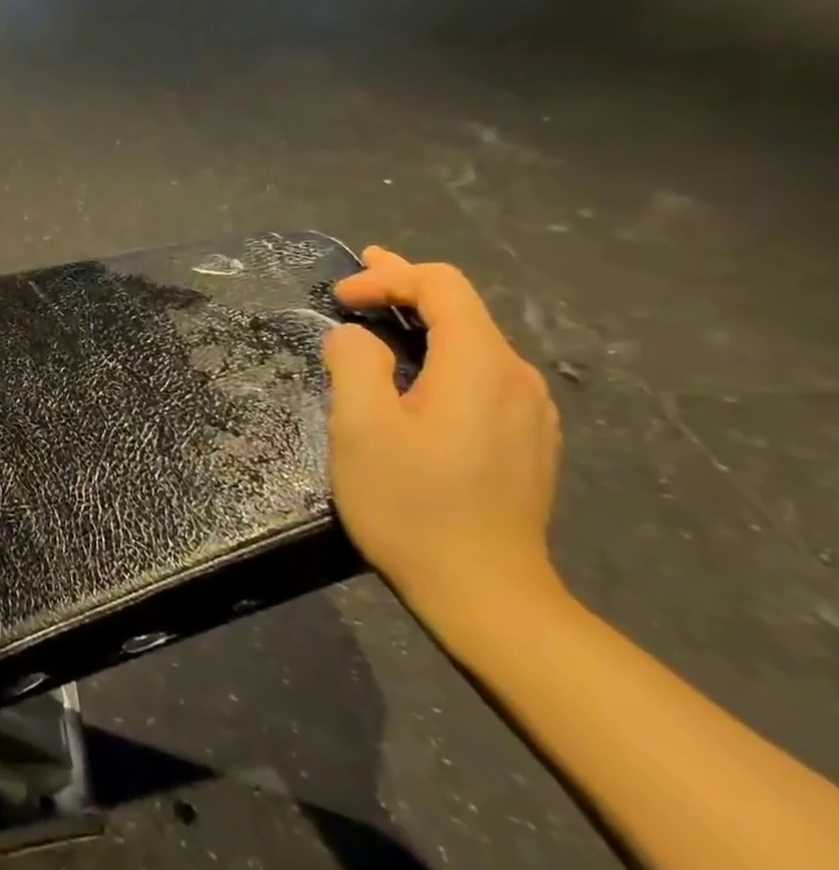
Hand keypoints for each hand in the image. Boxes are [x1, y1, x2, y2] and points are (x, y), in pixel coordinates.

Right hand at [321, 248, 562, 619]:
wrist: (485, 593)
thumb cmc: (412, 504)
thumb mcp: (362, 428)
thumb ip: (354, 364)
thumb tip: (355, 337)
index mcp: (480, 365)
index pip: (441, 286)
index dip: (387, 277)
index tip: (340, 297)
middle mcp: (517, 378)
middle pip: (463, 308)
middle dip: (406, 286)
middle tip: (359, 277)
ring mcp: (530, 412)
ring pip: (474, 343)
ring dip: (422, 323)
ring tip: (379, 321)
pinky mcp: (526, 441)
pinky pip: (481, 376)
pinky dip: (441, 356)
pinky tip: (414, 375)